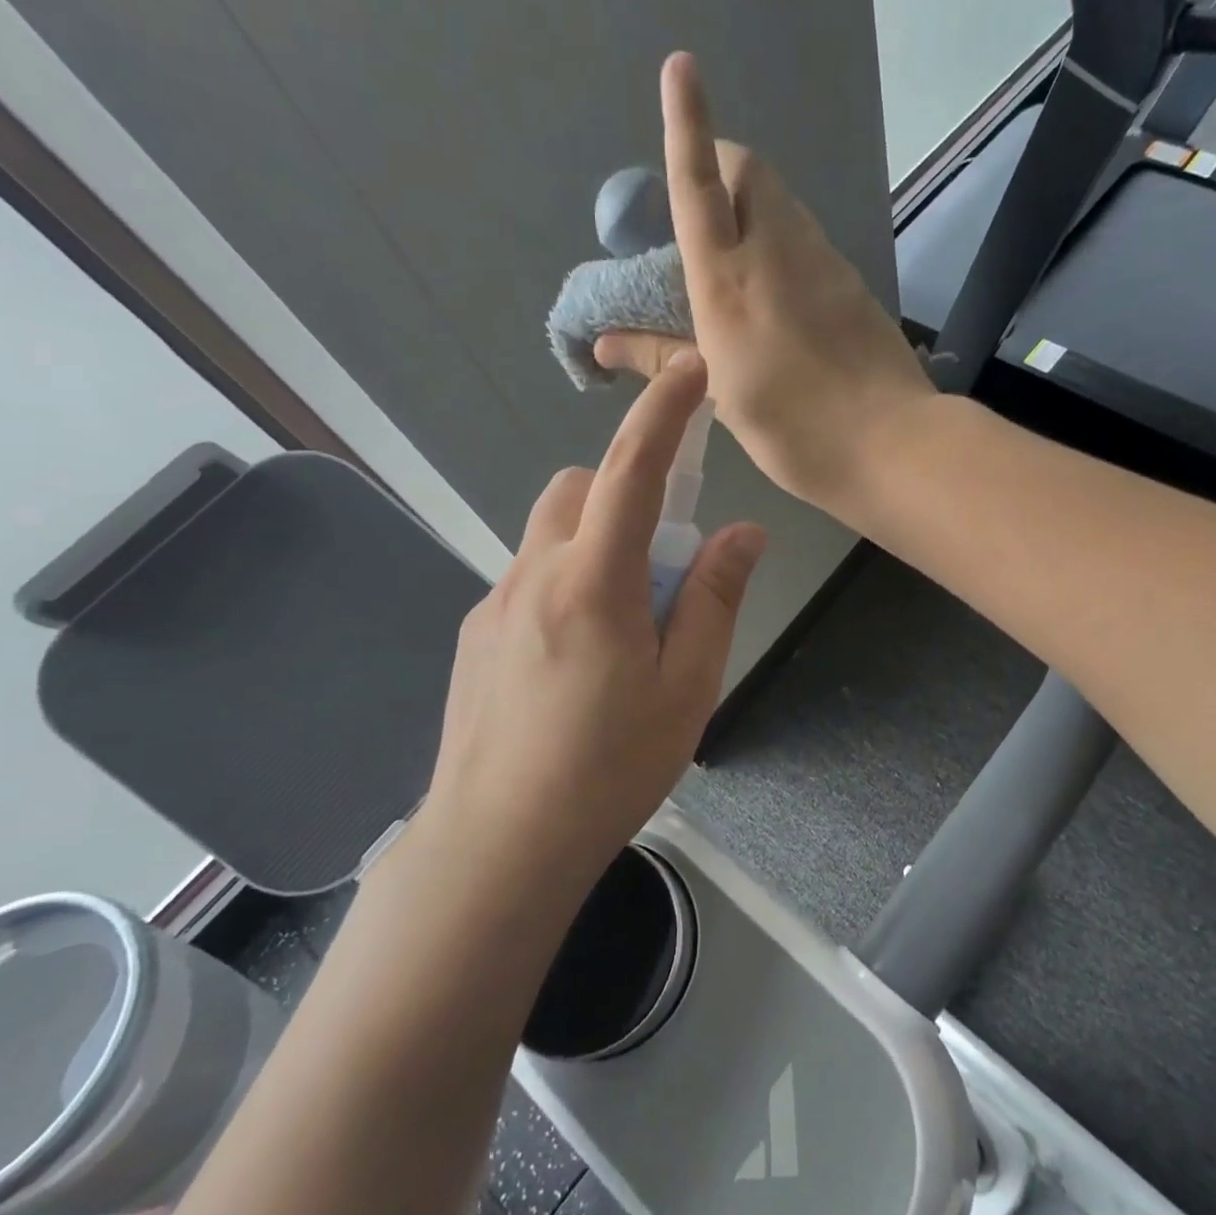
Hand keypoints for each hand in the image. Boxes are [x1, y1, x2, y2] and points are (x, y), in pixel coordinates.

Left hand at [404, 352, 764, 893]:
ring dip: (594, 545)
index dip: (664, 413)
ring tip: (623, 627)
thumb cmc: (609, 768)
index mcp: (594, 581)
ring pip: (548, 535)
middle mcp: (533, 574)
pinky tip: (577, 662)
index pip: (632, 470)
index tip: (688, 370)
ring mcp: (494, 604)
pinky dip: (564, 584)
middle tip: (664, 568)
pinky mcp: (473, 636)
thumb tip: (741, 534)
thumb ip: (714, 600)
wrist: (498, 844)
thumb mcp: (687, 687)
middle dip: (624, 495)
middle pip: (576, 490)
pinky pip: (527, 579)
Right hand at [595, 52, 934, 521]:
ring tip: (739, 265)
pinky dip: (786, 248)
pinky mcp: (855, 286)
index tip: (682, 68)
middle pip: (753, 174)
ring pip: (785, 207)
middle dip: (724, 168)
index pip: (701, 185)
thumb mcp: (720, 398)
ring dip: (756, 210)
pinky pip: (810, 244)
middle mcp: (778, 254)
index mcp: (730, 283)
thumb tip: (604, 343)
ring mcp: (826, 265)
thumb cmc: (795, 431)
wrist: (893, 445)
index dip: (687, 126)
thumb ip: (664, 359)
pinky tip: (784, 300)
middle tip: (704, 213)